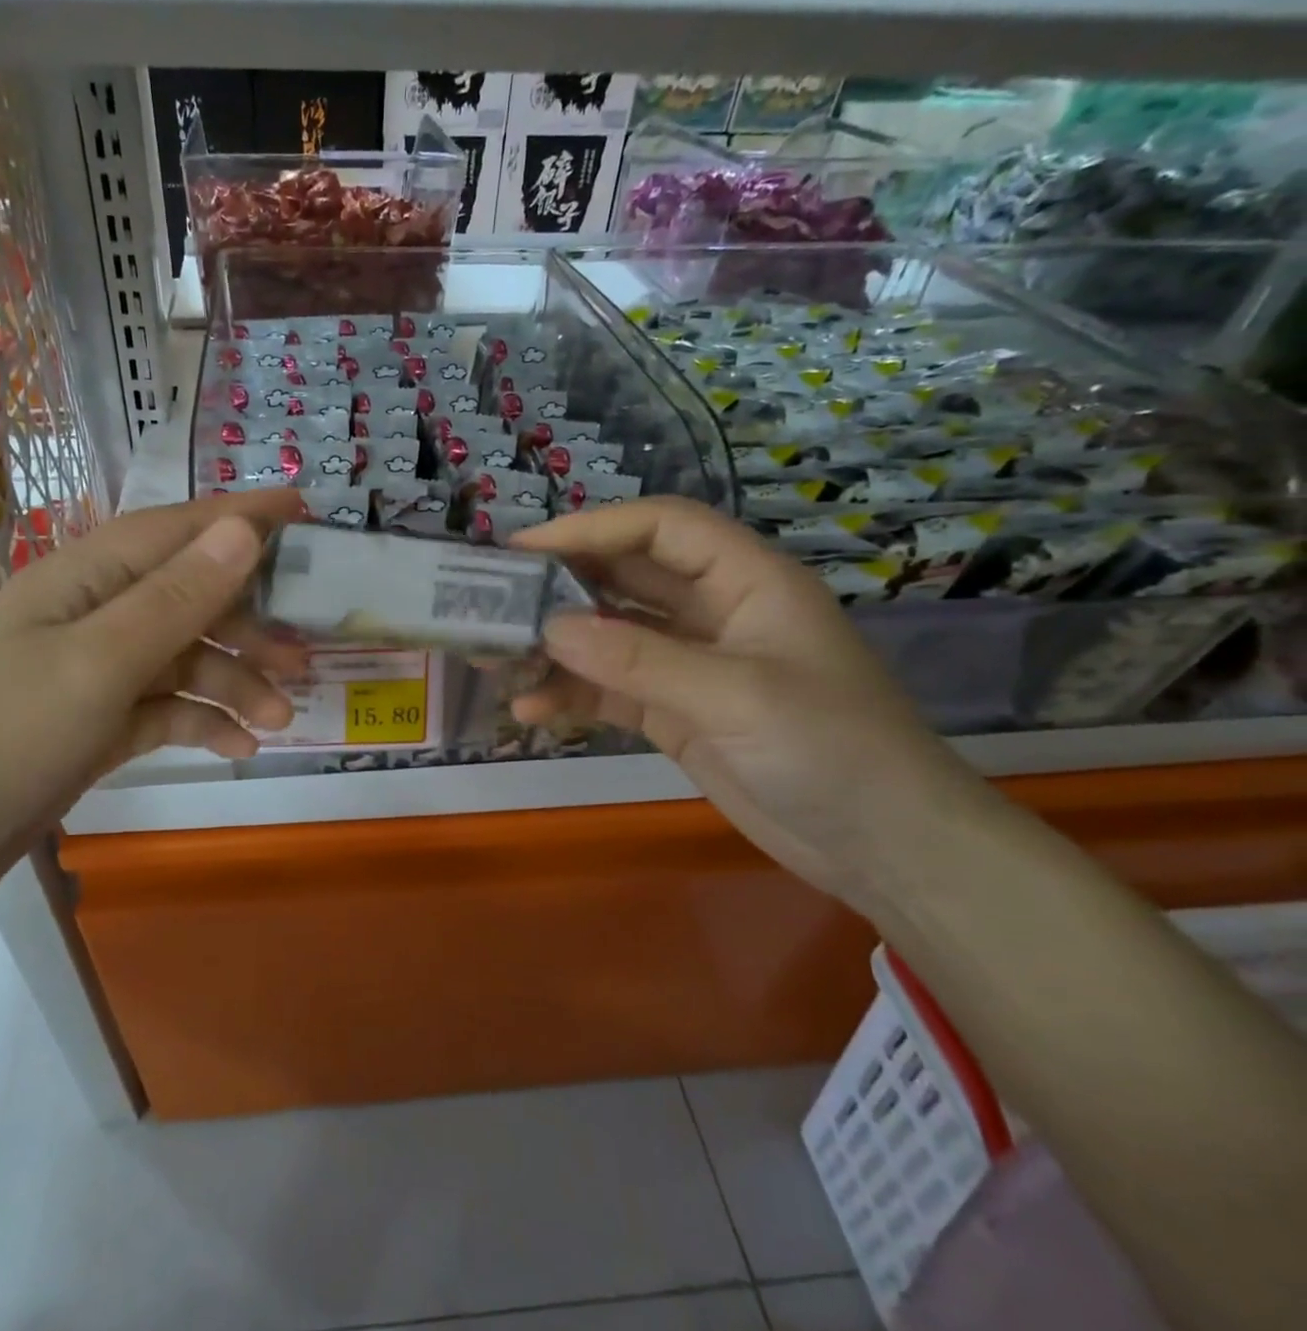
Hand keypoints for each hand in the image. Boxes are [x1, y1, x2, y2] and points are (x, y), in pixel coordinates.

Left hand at [0, 489, 307, 927]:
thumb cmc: (0, 738)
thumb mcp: (97, 663)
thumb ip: (176, 598)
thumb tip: (243, 529)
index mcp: (85, 578)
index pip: (177, 529)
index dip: (242, 516)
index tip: (305, 510)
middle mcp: (92, 615)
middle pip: (189, 598)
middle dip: (249, 624)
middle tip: (304, 659)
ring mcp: (92, 673)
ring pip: (183, 660)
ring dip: (234, 683)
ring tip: (280, 720)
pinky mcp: (95, 725)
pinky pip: (165, 709)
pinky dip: (203, 722)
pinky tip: (239, 747)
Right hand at [510, 498, 1005, 907]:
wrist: (885, 851)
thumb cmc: (832, 750)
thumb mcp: (736, 695)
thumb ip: (639, 659)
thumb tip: (548, 628)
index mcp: (745, 581)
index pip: (660, 528)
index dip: (593, 528)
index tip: (524, 550)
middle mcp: (713, 613)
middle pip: (625, 578)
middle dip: (562, 586)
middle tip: (495, 600)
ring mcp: (691, 665)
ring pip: (609, 636)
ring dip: (557, 646)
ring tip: (499, 658)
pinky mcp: (675, 712)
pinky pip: (611, 689)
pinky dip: (571, 694)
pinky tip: (531, 709)